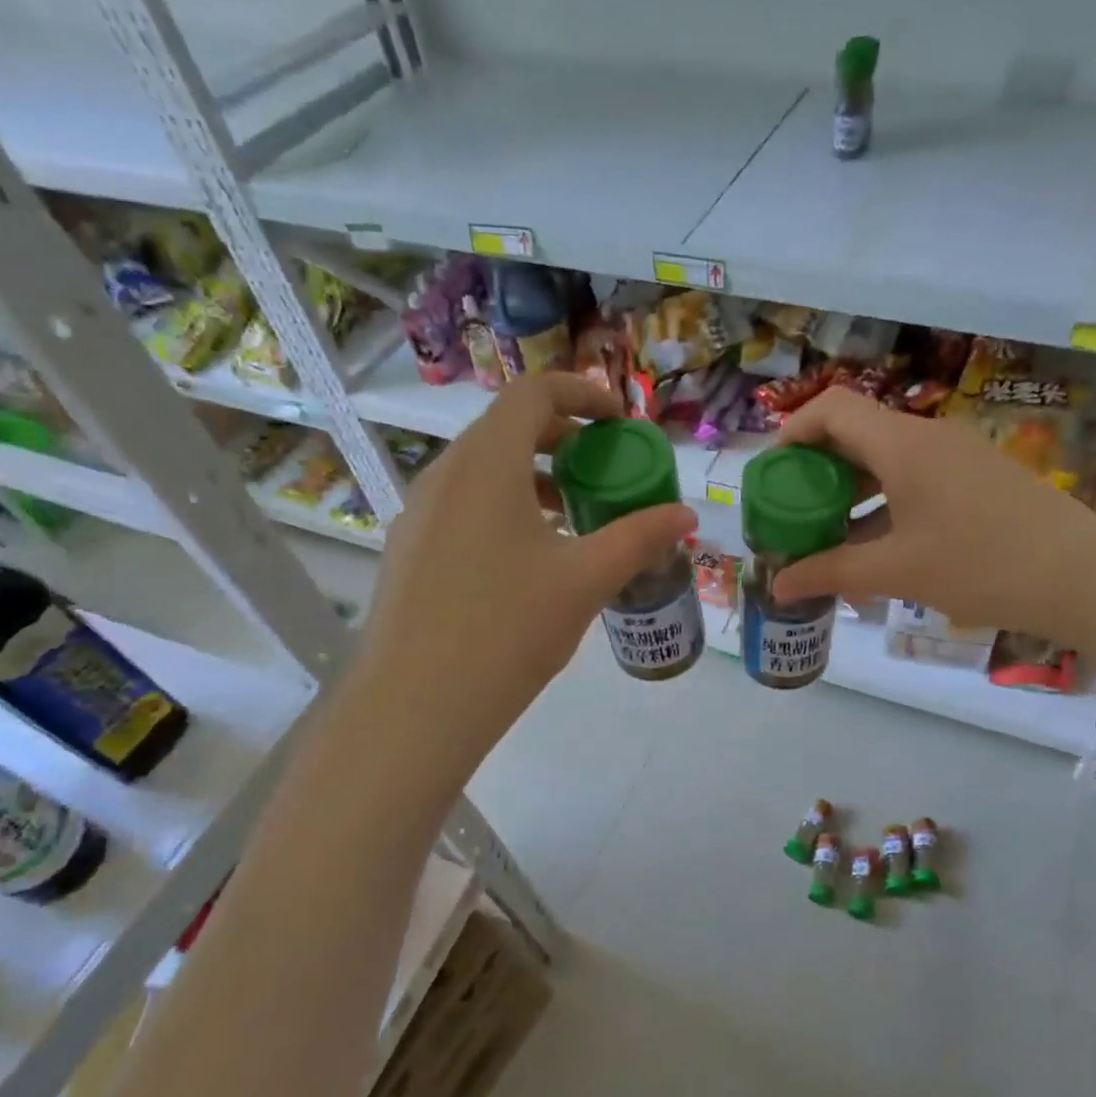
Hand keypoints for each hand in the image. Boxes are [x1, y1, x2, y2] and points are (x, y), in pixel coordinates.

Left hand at [359, 373, 695, 767]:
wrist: (418, 704)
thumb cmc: (509, 628)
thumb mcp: (586, 580)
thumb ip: (639, 538)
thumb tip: (686, 515)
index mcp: (487, 463)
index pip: (534, 392)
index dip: (584, 394)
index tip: (621, 424)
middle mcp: (445, 473)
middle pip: (508, 428)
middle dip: (564, 439)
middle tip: (604, 472)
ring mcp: (419, 512)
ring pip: (484, 470)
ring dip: (534, 477)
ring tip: (575, 519)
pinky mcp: (409, 549)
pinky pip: (464, 505)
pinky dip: (505, 508)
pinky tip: (530, 561)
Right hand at [769, 388, 1095, 642]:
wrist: (1085, 577)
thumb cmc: (981, 565)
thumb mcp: (896, 571)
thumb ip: (830, 573)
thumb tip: (778, 586)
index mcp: (903, 444)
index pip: (832, 409)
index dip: (792, 433)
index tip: (771, 476)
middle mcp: (928, 438)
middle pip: (856, 434)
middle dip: (817, 472)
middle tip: (794, 515)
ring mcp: (958, 457)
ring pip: (886, 461)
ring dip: (851, 493)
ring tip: (829, 538)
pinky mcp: (979, 480)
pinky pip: (915, 479)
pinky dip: (885, 505)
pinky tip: (879, 548)